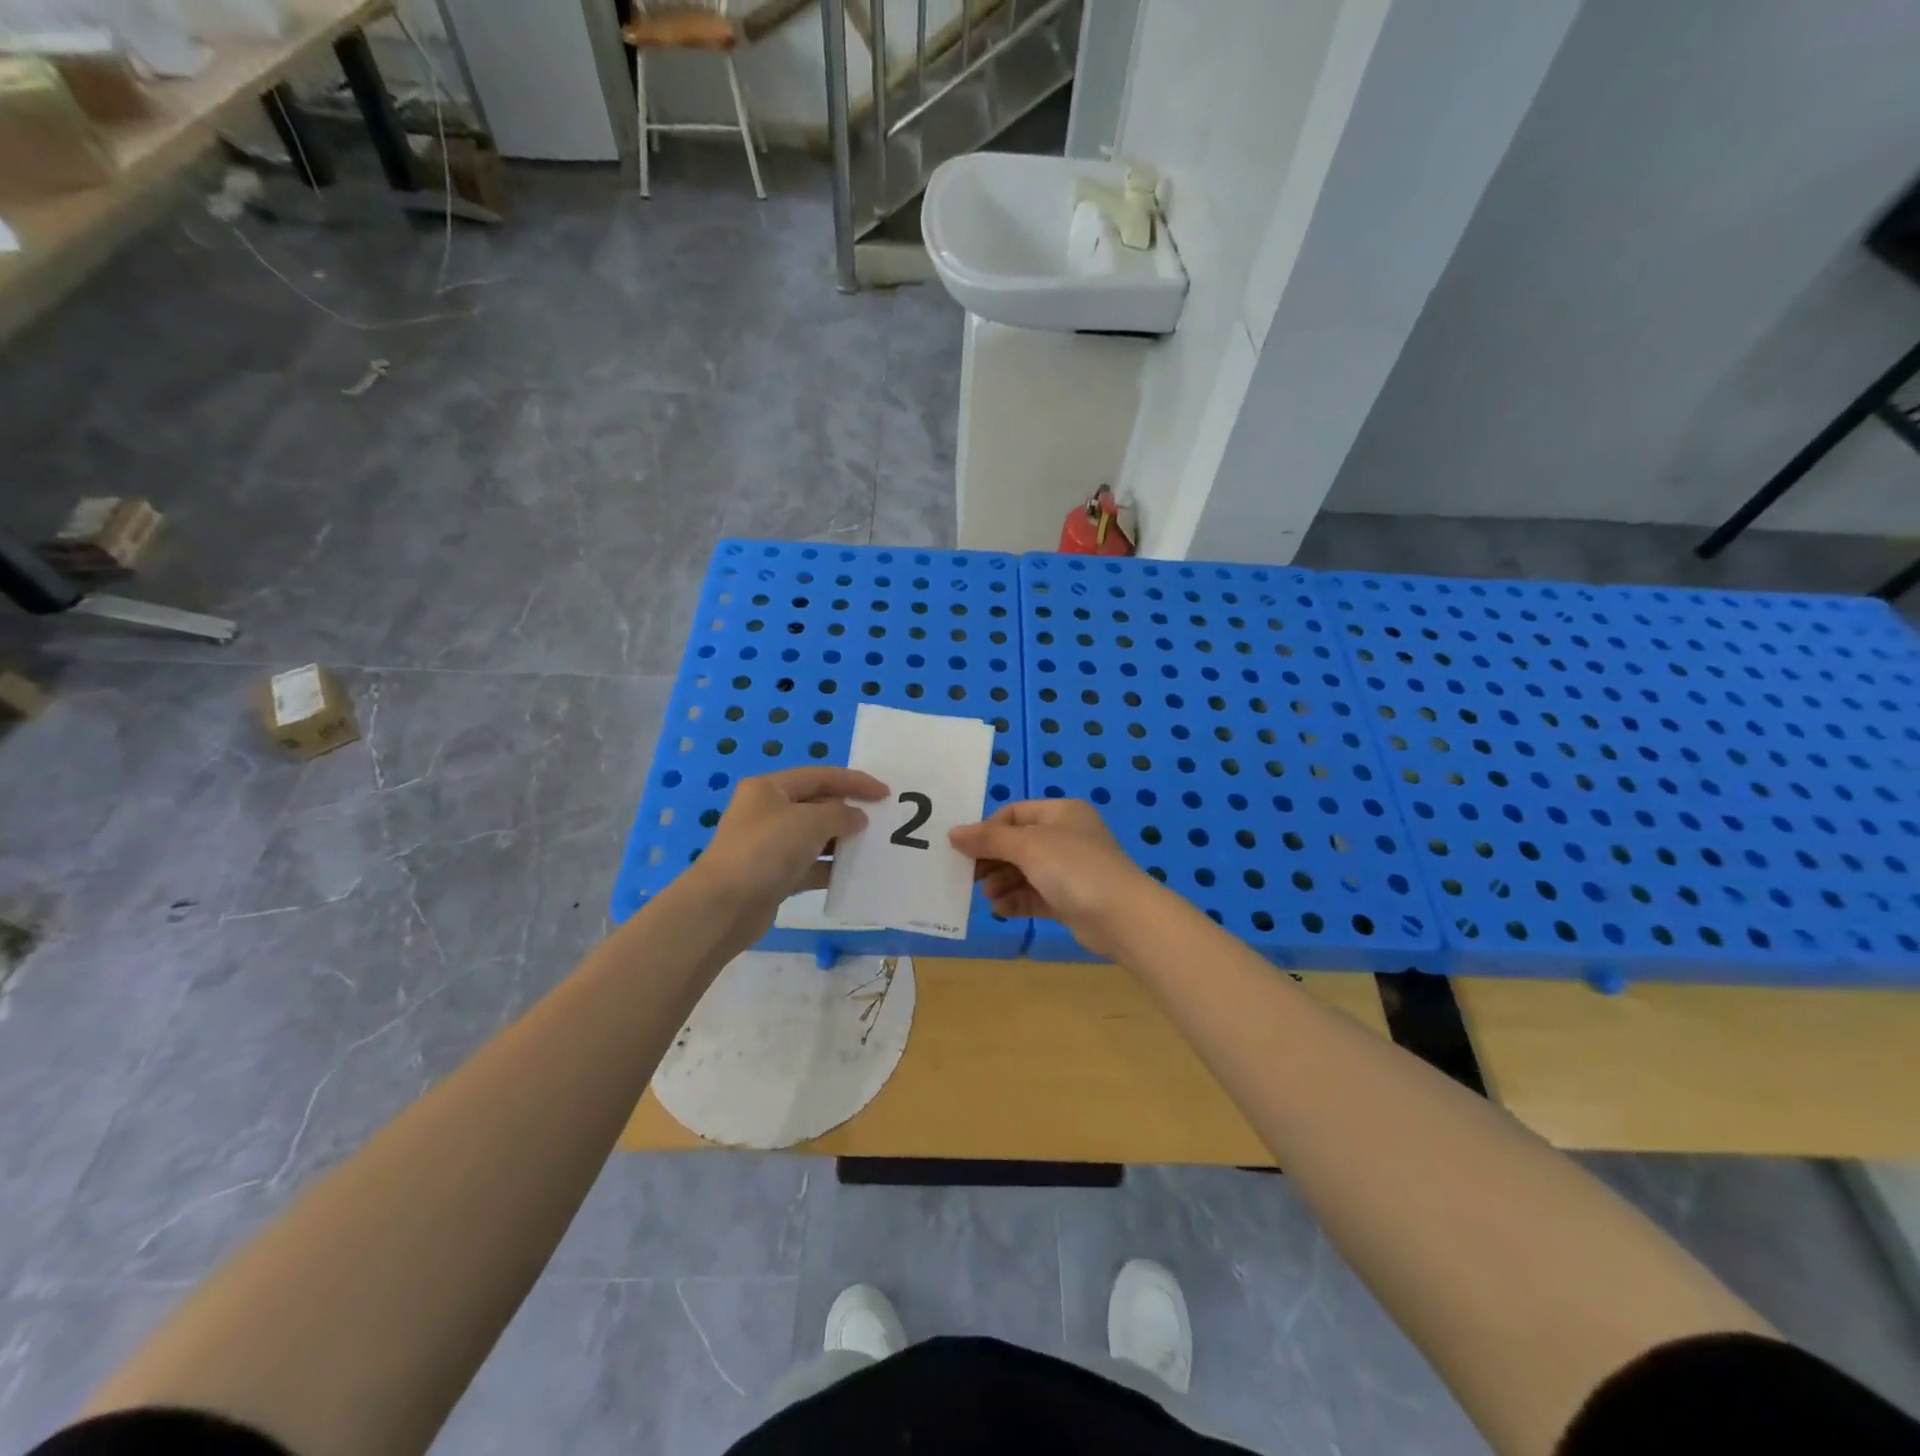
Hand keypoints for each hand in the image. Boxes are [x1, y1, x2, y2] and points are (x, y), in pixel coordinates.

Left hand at [687, 766, 887, 932]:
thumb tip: (857, 818)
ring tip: (872, 847)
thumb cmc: (766, 850)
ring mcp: (769, 845)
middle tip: (881, 821)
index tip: (885, 793)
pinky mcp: (773, 876)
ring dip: (842, 841)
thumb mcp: (810, 822)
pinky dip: (830, 868)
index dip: (855, 782)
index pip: (820, 776)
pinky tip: (853, 874)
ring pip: (814, 837)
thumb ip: (840, 814)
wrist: (723, 906)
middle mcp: (767, 812)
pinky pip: (809, 866)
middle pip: (817, 804)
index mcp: (770, 788)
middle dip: (848, 811)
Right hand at [949, 799, 1154, 958]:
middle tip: (969, 876)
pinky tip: (1000, 909)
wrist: (1122, 916)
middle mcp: (1066, 837)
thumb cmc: (1074, 868)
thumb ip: (988, 839)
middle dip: (992, 859)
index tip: (965, 849)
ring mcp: (1069, 870)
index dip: (988, 830)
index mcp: (1061, 812)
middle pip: (1017, 844)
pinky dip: (1016, 900)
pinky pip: (1035, 895)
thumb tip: (953, 833)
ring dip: (1001, 881)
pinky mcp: (1069, 900)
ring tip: (987, 895)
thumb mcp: (1028, 846)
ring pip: (1024, 871)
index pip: (1014, 814)